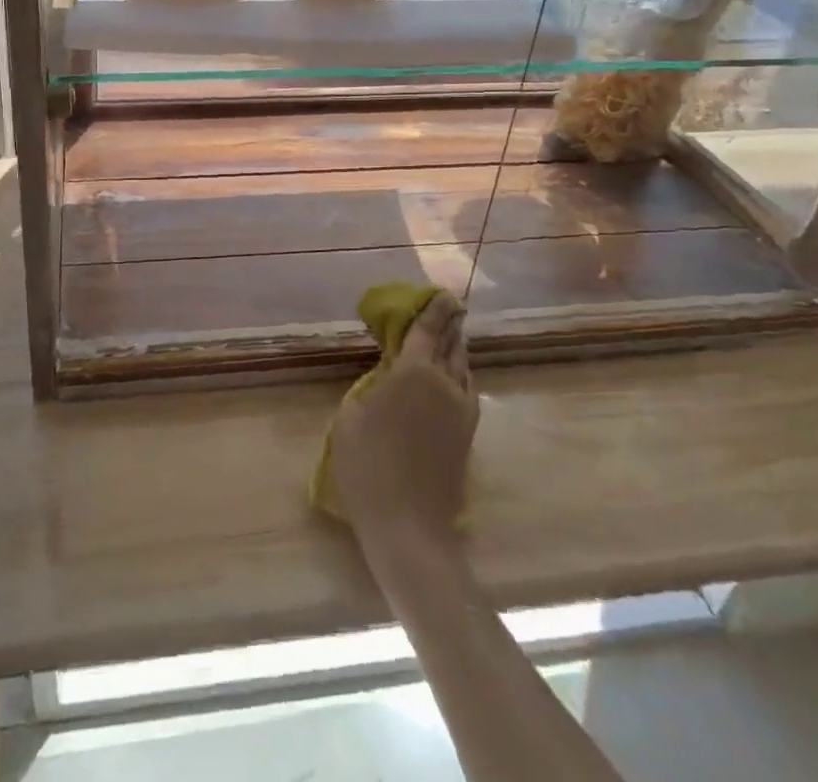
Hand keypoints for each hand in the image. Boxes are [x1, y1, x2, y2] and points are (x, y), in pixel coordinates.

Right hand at [330, 293, 477, 553]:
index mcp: (414, 372)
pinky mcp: (467, 434)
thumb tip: (385, 378)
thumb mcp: (350, 416)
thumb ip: (370, 387)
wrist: (408, 525)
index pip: (427, 330)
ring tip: (451, 337)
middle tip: (450, 307)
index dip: (434, 309)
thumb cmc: (368, 465)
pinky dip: (460, 373)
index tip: (442, 293)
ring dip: (457, 348)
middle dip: (450, 324)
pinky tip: (453, 377)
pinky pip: (466, 390)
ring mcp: (461, 410)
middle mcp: (444, 384)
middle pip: (451, 344)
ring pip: (463, 368)